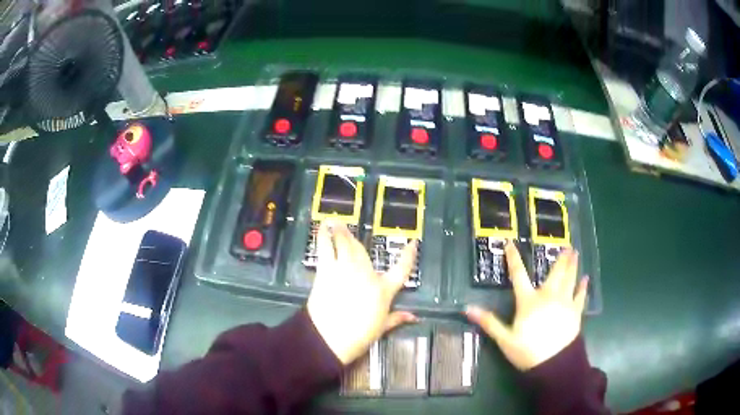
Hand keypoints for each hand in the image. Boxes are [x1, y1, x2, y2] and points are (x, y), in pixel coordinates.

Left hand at [307, 221, 417, 364]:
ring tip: (334, 222)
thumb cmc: (358, 336)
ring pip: (345, 246)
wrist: (329, 338)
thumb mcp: (381, 328)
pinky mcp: (327, 272)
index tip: (413, 243)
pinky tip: (322, 230)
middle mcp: (366, 275)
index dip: (409, 255)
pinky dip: (324, 238)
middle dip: (355, 239)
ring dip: (340, 233)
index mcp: (383, 290)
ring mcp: (346, 271)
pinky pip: (326, 250)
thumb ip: (397, 319)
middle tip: (348, 229)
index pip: (402, 269)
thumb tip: (414, 317)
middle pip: (364, 251)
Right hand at [465, 242, 587, 370]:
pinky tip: (586, 280)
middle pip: (555, 273)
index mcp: (529, 301)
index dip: (513, 259)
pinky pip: (580, 296)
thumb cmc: (527, 351)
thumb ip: (489, 322)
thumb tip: (468, 309)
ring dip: (573, 266)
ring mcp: (564, 302)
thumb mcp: (504, 339)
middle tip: (567, 245)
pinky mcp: (575, 312)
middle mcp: (548, 296)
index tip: (510, 243)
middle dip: (560, 259)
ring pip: (569, 279)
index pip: (519, 275)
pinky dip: (583, 287)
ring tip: (575, 254)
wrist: (554, 363)